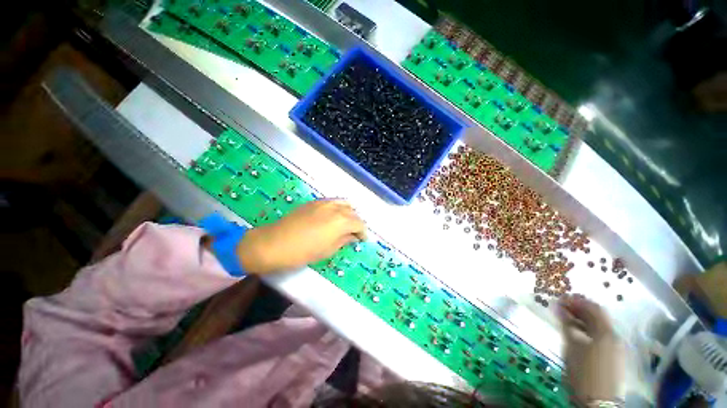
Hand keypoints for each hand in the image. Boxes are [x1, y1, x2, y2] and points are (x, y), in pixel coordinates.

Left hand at [236, 199, 365, 274]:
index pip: (360, 224)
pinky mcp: (314, 202)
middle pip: (353, 212)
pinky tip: (332, 217)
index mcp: (342, 221)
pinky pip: (332, 202)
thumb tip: (352, 236)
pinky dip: (338, 208)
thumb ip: (344, 240)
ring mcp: (324, 203)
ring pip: (344, 203)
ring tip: (345, 223)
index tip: (363, 240)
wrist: (275, 243)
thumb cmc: (304, 252)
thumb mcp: (328, 250)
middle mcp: (336, 208)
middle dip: (356, 223)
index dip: (363, 233)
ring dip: (348, 213)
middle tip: (354, 233)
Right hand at [559, 295, 624, 403]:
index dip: (576, 301)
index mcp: (605, 332)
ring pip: (598, 325)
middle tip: (561, 305)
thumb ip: (566, 324)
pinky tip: (577, 331)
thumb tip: (559, 307)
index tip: (560, 297)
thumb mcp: (572, 346)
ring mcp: (615, 346)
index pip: (592, 308)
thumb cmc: (583, 371)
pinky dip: (587, 329)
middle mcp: (613, 336)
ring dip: (583, 318)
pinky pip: (600, 334)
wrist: (598, 401)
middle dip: (579, 308)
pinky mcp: (612, 355)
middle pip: (597, 315)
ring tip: (566, 317)